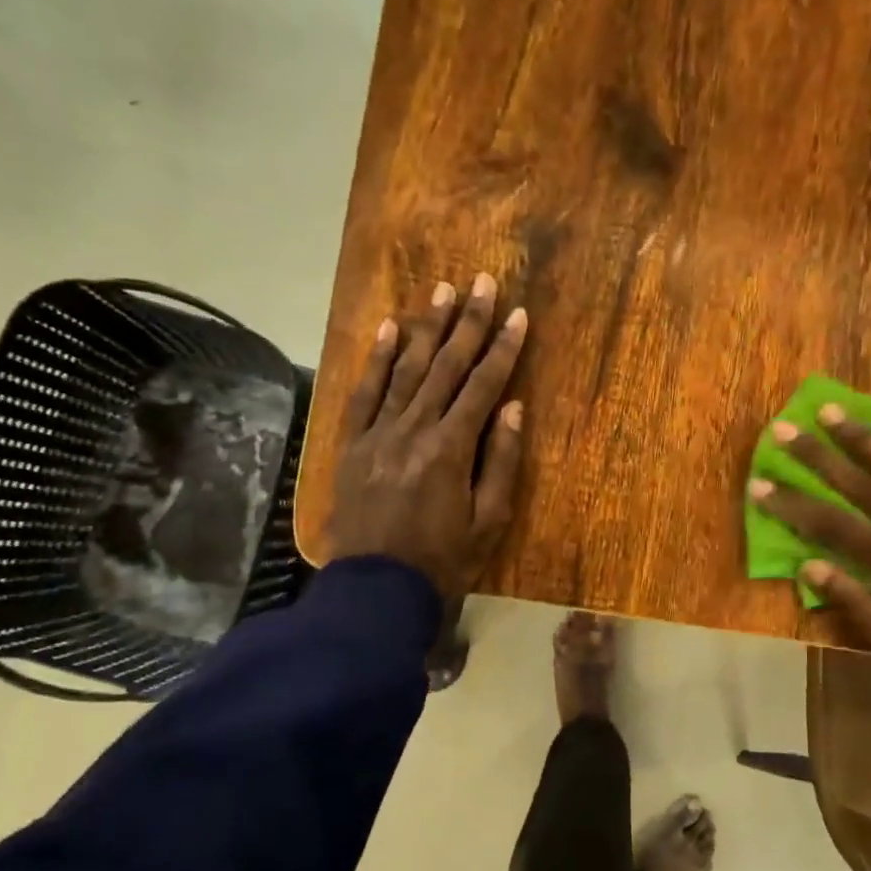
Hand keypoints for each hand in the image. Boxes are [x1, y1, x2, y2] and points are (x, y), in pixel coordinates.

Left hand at [327, 273, 527, 597]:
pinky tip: (391, 329)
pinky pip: (365, 393)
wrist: (376, 588)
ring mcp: (379, 433)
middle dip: (468, 322)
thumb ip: (502, 462)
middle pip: (446, 366)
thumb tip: (513, 407)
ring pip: (406, 370)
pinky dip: (378, 359)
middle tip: (482, 281)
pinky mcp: (353, 444)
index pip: (484, 386)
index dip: (503, 348)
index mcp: (451, 448)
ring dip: (427, 329)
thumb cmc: (444, 560)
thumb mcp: (489, 521)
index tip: (517, 315)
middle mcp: (414, 429)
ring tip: (441, 291)